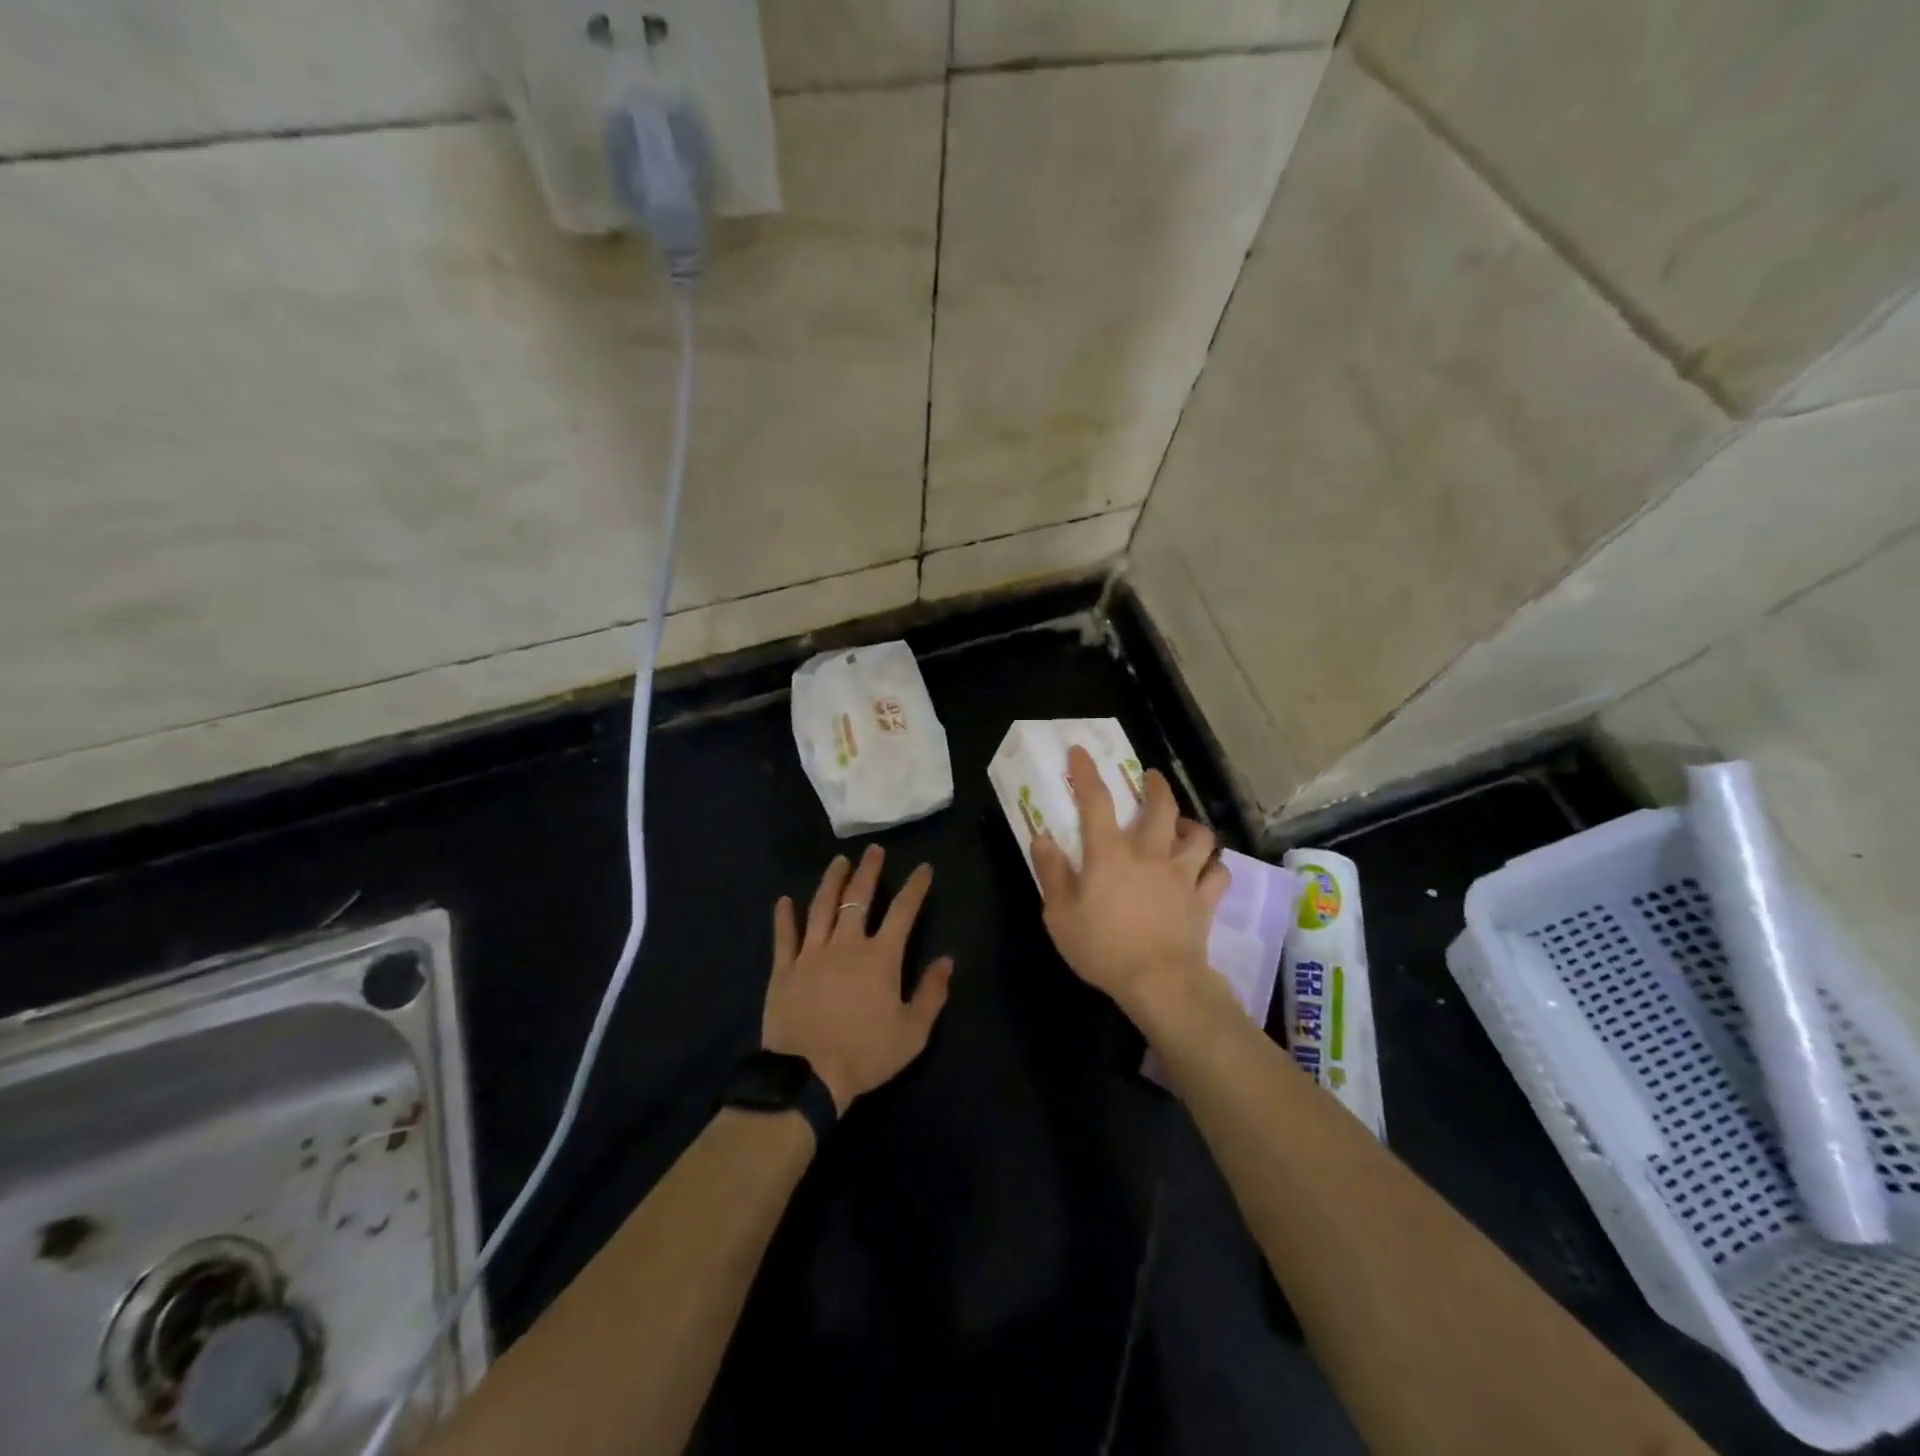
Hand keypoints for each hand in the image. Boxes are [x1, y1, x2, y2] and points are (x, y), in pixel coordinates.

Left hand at [762, 845, 954, 1113]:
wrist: (808, 1076)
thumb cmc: (866, 1054)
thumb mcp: (913, 1032)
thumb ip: (932, 993)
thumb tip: (947, 959)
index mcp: (880, 957)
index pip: (903, 911)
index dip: (915, 887)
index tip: (923, 868)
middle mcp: (846, 944)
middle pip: (857, 898)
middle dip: (868, 871)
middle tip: (873, 850)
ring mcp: (811, 953)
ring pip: (821, 907)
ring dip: (831, 881)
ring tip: (838, 861)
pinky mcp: (784, 969)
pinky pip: (784, 936)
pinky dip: (784, 916)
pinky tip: (783, 900)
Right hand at [1033, 746, 1230, 1022]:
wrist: (1159, 982)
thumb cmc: (1102, 948)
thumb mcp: (1059, 915)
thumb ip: (1051, 872)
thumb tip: (1042, 837)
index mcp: (1110, 853)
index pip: (1096, 800)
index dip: (1087, 772)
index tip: (1081, 751)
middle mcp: (1150, 853)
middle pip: (1161, 807)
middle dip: (1156, 786)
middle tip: (1150, 778)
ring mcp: (1183, 875)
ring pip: (1200, 836)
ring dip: (1191, 825)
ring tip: (1182, 826)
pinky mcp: (1204, 899)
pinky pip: (1219, 874)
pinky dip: (1214, 867)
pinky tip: (1206, 869)